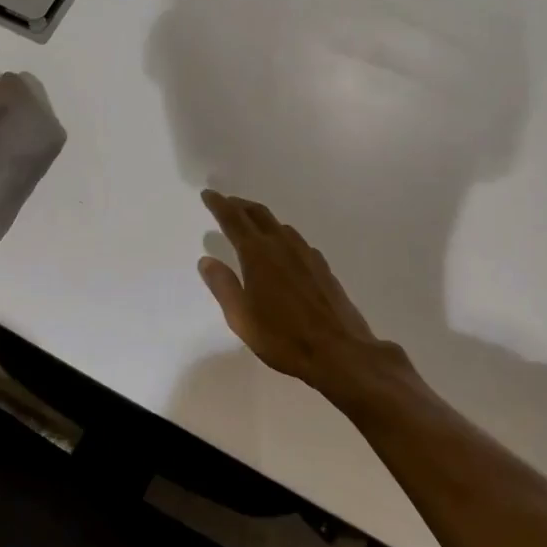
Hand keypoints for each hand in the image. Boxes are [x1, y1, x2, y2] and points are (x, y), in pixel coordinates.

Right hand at [198, 191, 385, 393]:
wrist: (340, 352)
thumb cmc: (283, 338)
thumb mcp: (241, 318)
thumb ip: (223, 286)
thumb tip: (206, 260)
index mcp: (258, 254)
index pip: (233, 219)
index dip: (219, 204)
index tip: (208, 194)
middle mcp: (282, 245)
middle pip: (258, 214)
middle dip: (240, 205)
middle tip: (226, 202)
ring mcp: (306, 254)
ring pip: (279, 225)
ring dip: (261, 219)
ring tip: (251, 224)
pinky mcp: (322, 267)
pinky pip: (296, 241)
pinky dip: (281, 236)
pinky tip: (283, 250)